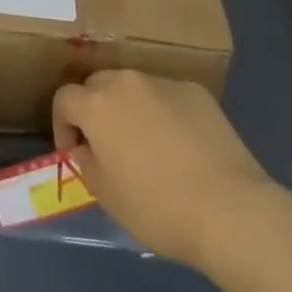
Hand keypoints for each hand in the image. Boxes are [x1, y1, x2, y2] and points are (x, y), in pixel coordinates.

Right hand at [53, 71, 274, 271]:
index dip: (62, 125)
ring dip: (129, 108)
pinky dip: (163, 112)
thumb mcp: (106, 195)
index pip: (64, 98)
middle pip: (98, 84)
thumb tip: (88, 146)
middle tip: (106, 144)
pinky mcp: (197, 91)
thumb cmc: (158, 208)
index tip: (75, 152)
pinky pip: (167, 95)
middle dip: (94, 109)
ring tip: (146, 144)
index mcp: (98, 104)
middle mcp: (128, 82)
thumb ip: (87, 161)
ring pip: (134, 87)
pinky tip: (180, 145)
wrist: (229, 209)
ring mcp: (165, 82)